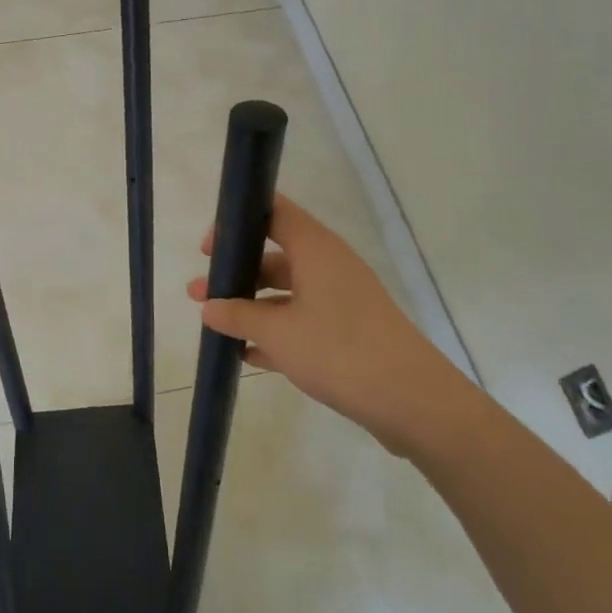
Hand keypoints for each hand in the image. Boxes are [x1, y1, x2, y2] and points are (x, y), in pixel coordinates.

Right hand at [188, 195, 469, 455]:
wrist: (412, 400)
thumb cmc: (339, 351)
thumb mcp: (277, 333)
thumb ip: (238, 316)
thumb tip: (209, 307)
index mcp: (316, 249)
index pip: (274, 212)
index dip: (238, 222)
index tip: (209, 248)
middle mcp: (330, 265)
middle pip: (275, 255)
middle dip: (236, 273)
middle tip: (199, 293)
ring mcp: (342, 299)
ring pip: (287, 291)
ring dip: (251, 306)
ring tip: (216, 326)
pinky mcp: (349, 331)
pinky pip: (302, 320)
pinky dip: (275, 331)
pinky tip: (249, 355)